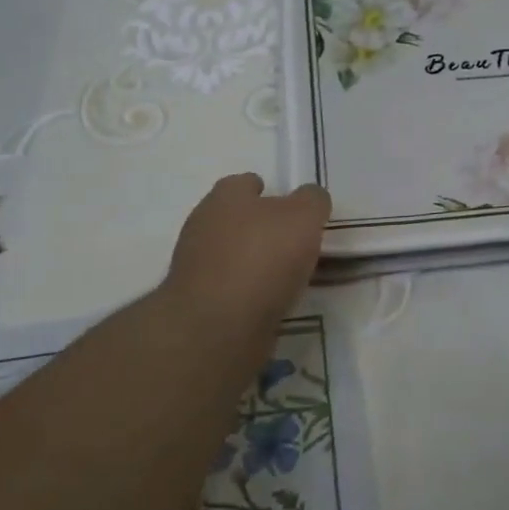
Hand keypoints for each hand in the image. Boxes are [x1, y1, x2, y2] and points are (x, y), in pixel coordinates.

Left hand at [165, 174, 330, 332]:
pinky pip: (230, 287)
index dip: (269, 192)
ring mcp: (196, 265)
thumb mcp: (304, 217)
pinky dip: (248, 291)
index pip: (246, 183)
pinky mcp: (199, 301)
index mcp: (225, 197)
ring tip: (287, 276)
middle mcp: (204, 225)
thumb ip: (312, 201)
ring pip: (232, 254)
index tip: (290, 208)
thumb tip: (310, 199)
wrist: (218, 326)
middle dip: (261, 227)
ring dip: (254, 261)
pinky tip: (269, 301)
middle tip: (294, 242)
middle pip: (236, 218)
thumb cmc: (263, 259)